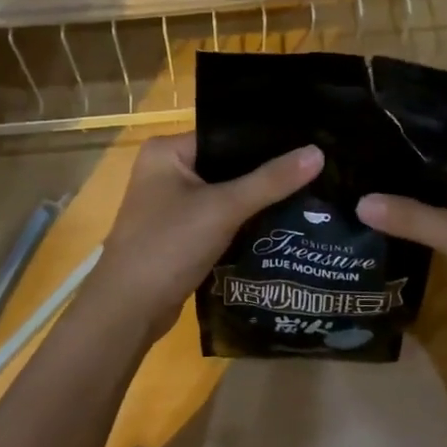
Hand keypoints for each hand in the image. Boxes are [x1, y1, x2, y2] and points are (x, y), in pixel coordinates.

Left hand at [80, 133, 323, 345]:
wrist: (128, 311)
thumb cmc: (168, 246)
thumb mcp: (224, 208)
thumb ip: (271, 180)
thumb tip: (318, 152)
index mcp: (166, 151)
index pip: (226, 134)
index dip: (266, 139)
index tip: (308, 141)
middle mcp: (166, 170)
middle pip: (228, 164)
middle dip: (266, 172)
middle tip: (315, 168)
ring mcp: (171, 204)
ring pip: (226, 193)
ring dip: (257, 198)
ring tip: (308, 192)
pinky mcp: (180, 233)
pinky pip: (220, 217)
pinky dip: (244, 221)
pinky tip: (281, 221)